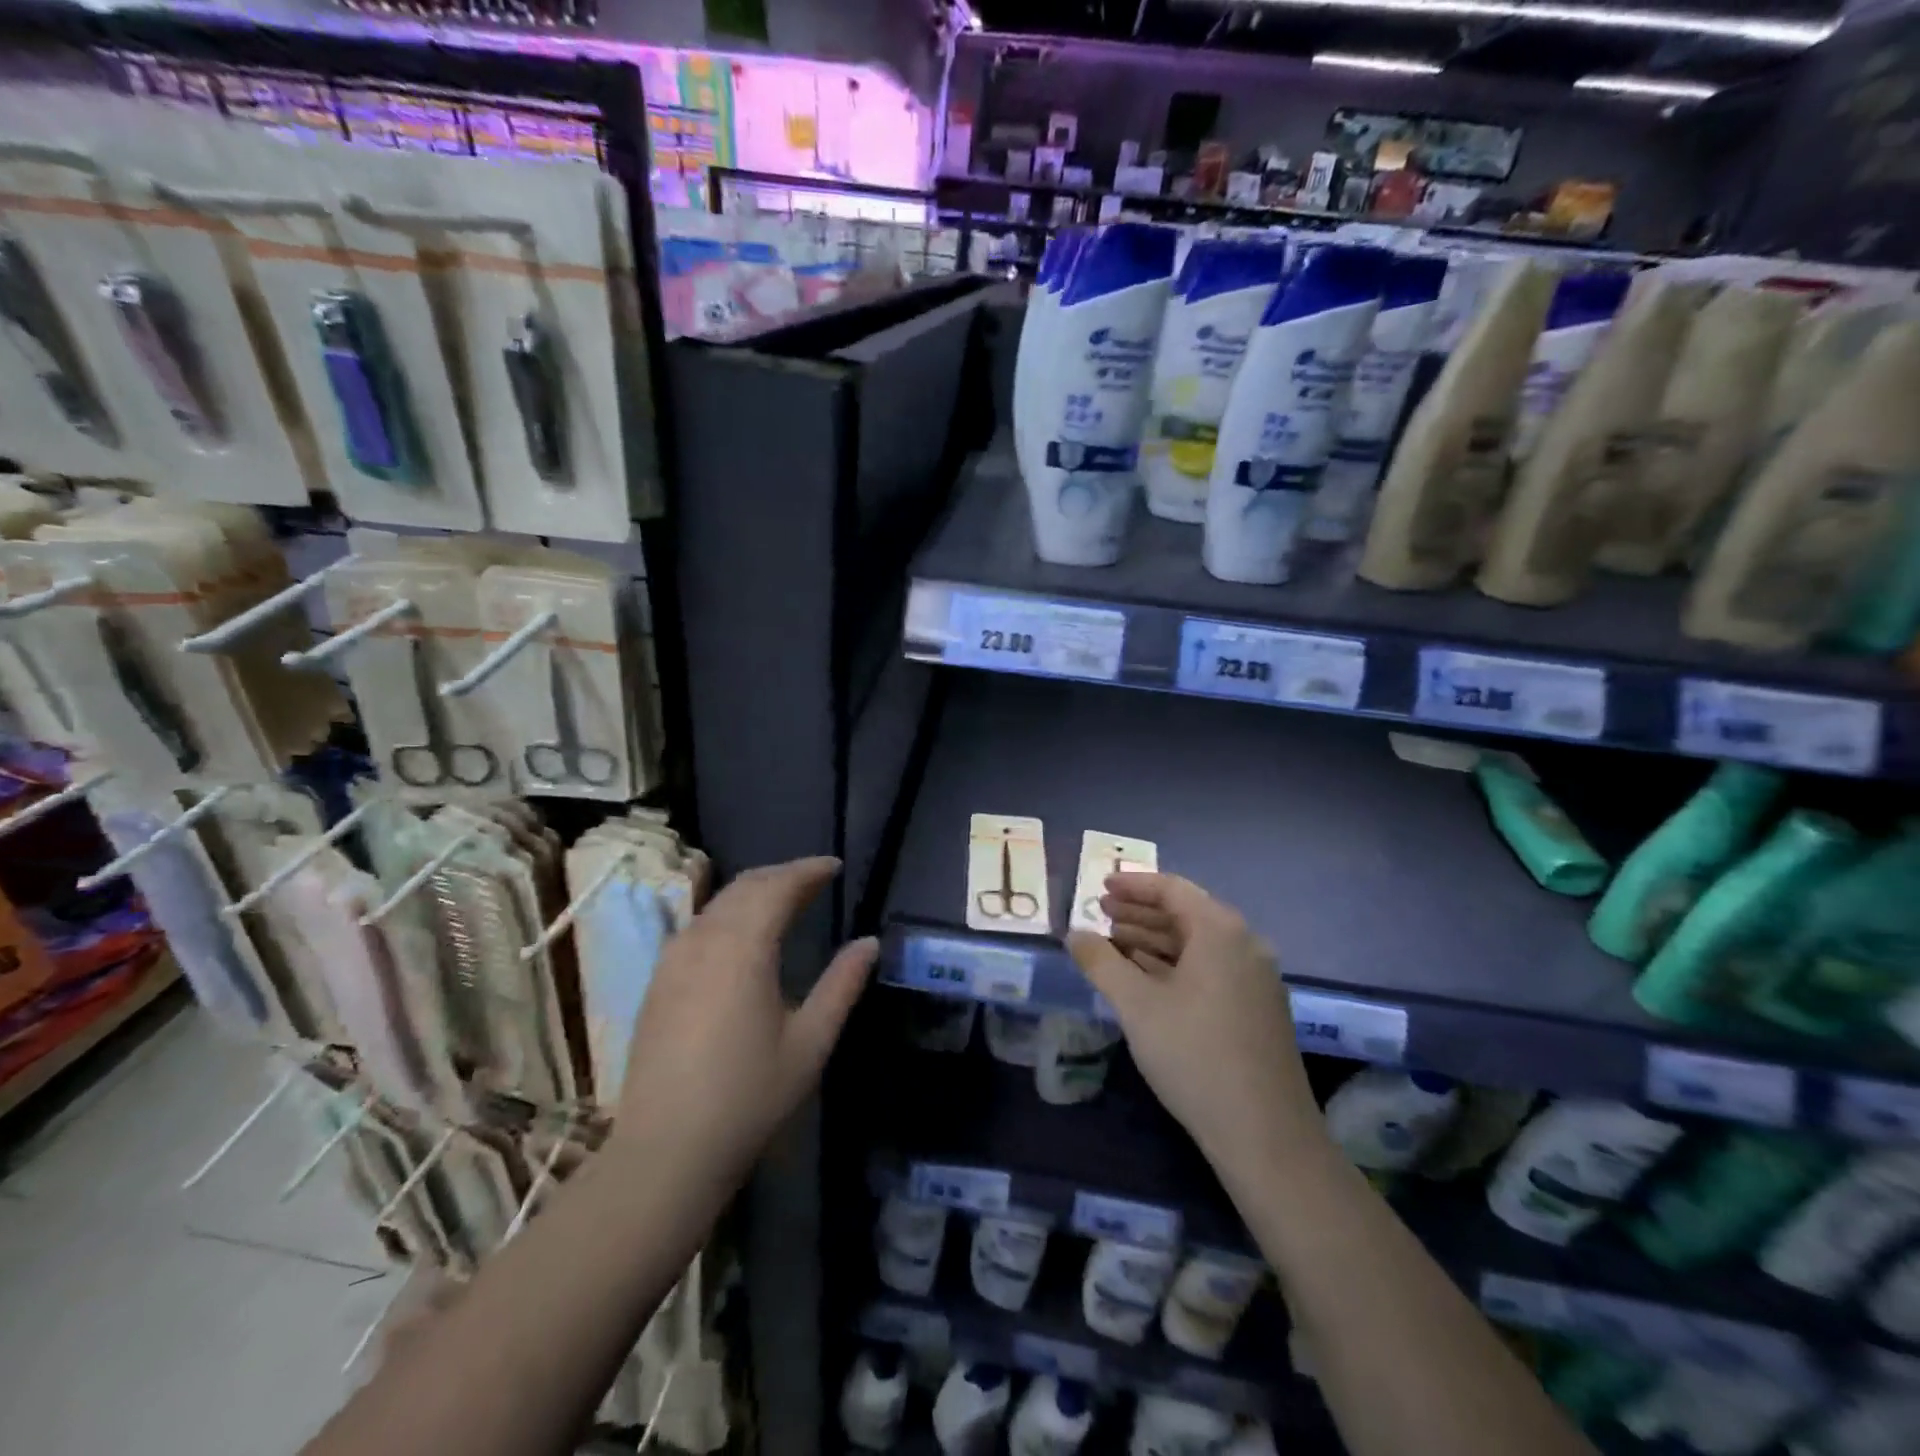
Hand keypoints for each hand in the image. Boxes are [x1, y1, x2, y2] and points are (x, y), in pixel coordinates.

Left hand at [613, 856, 876, 1185]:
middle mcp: (704, 940)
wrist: (665, 1151)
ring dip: (754, 891)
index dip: (808, 871)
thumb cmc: (748, 1097)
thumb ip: (842, 985)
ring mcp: (674, 958)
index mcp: (744, 948)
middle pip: (746, 886)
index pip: (778, 887)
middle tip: (814, 880)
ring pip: (718, 903)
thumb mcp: (810, 1042)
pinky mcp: (658, 980)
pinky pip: (698, 924)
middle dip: (782, 875)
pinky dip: (728, 912)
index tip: (835, 866)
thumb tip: (869, 942)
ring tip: (784, 900)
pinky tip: (741, 933)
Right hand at [1067, 873, 1327, 1185]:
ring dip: (1155, 940)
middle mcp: (1245, 944)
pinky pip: (1210, 968)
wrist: (1265, 1134)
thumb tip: (1074, 935)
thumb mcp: (1136, 1005)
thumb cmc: (1194, 1055)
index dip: (1133, 885)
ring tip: (1115, 945)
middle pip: (1186, 913)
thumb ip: (1101, 962)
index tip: (1100, 887)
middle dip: (1140, 913)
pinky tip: (1147, 979)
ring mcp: (1255, 978)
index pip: (1172, 889)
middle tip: (1101, 915)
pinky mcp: (1257, 1007)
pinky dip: (1175, 964)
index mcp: (1220, 931)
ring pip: (1198, 944)